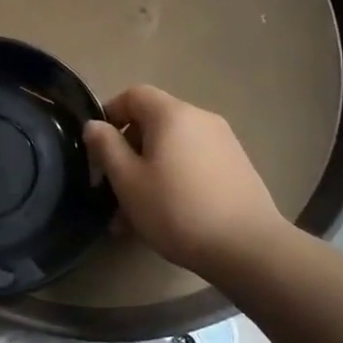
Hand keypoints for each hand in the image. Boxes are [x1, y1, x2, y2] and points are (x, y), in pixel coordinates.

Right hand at [82, 85, 288, 275]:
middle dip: (128, 152)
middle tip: (113, 189)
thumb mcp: (128, 181)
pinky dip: (174, 179)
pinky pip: (193, 163)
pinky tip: (165, 216)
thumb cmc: (177, 210)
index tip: (97, 147)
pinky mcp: (236, 167)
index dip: (110, 113)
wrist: (248, 248)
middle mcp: (200, 119)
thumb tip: (94, 125)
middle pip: (154, 122)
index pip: (134, 94)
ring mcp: (223, 143)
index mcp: (172, 114)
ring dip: (148, 172)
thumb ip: (106, 147)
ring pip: (172, 148)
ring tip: (134, 216)